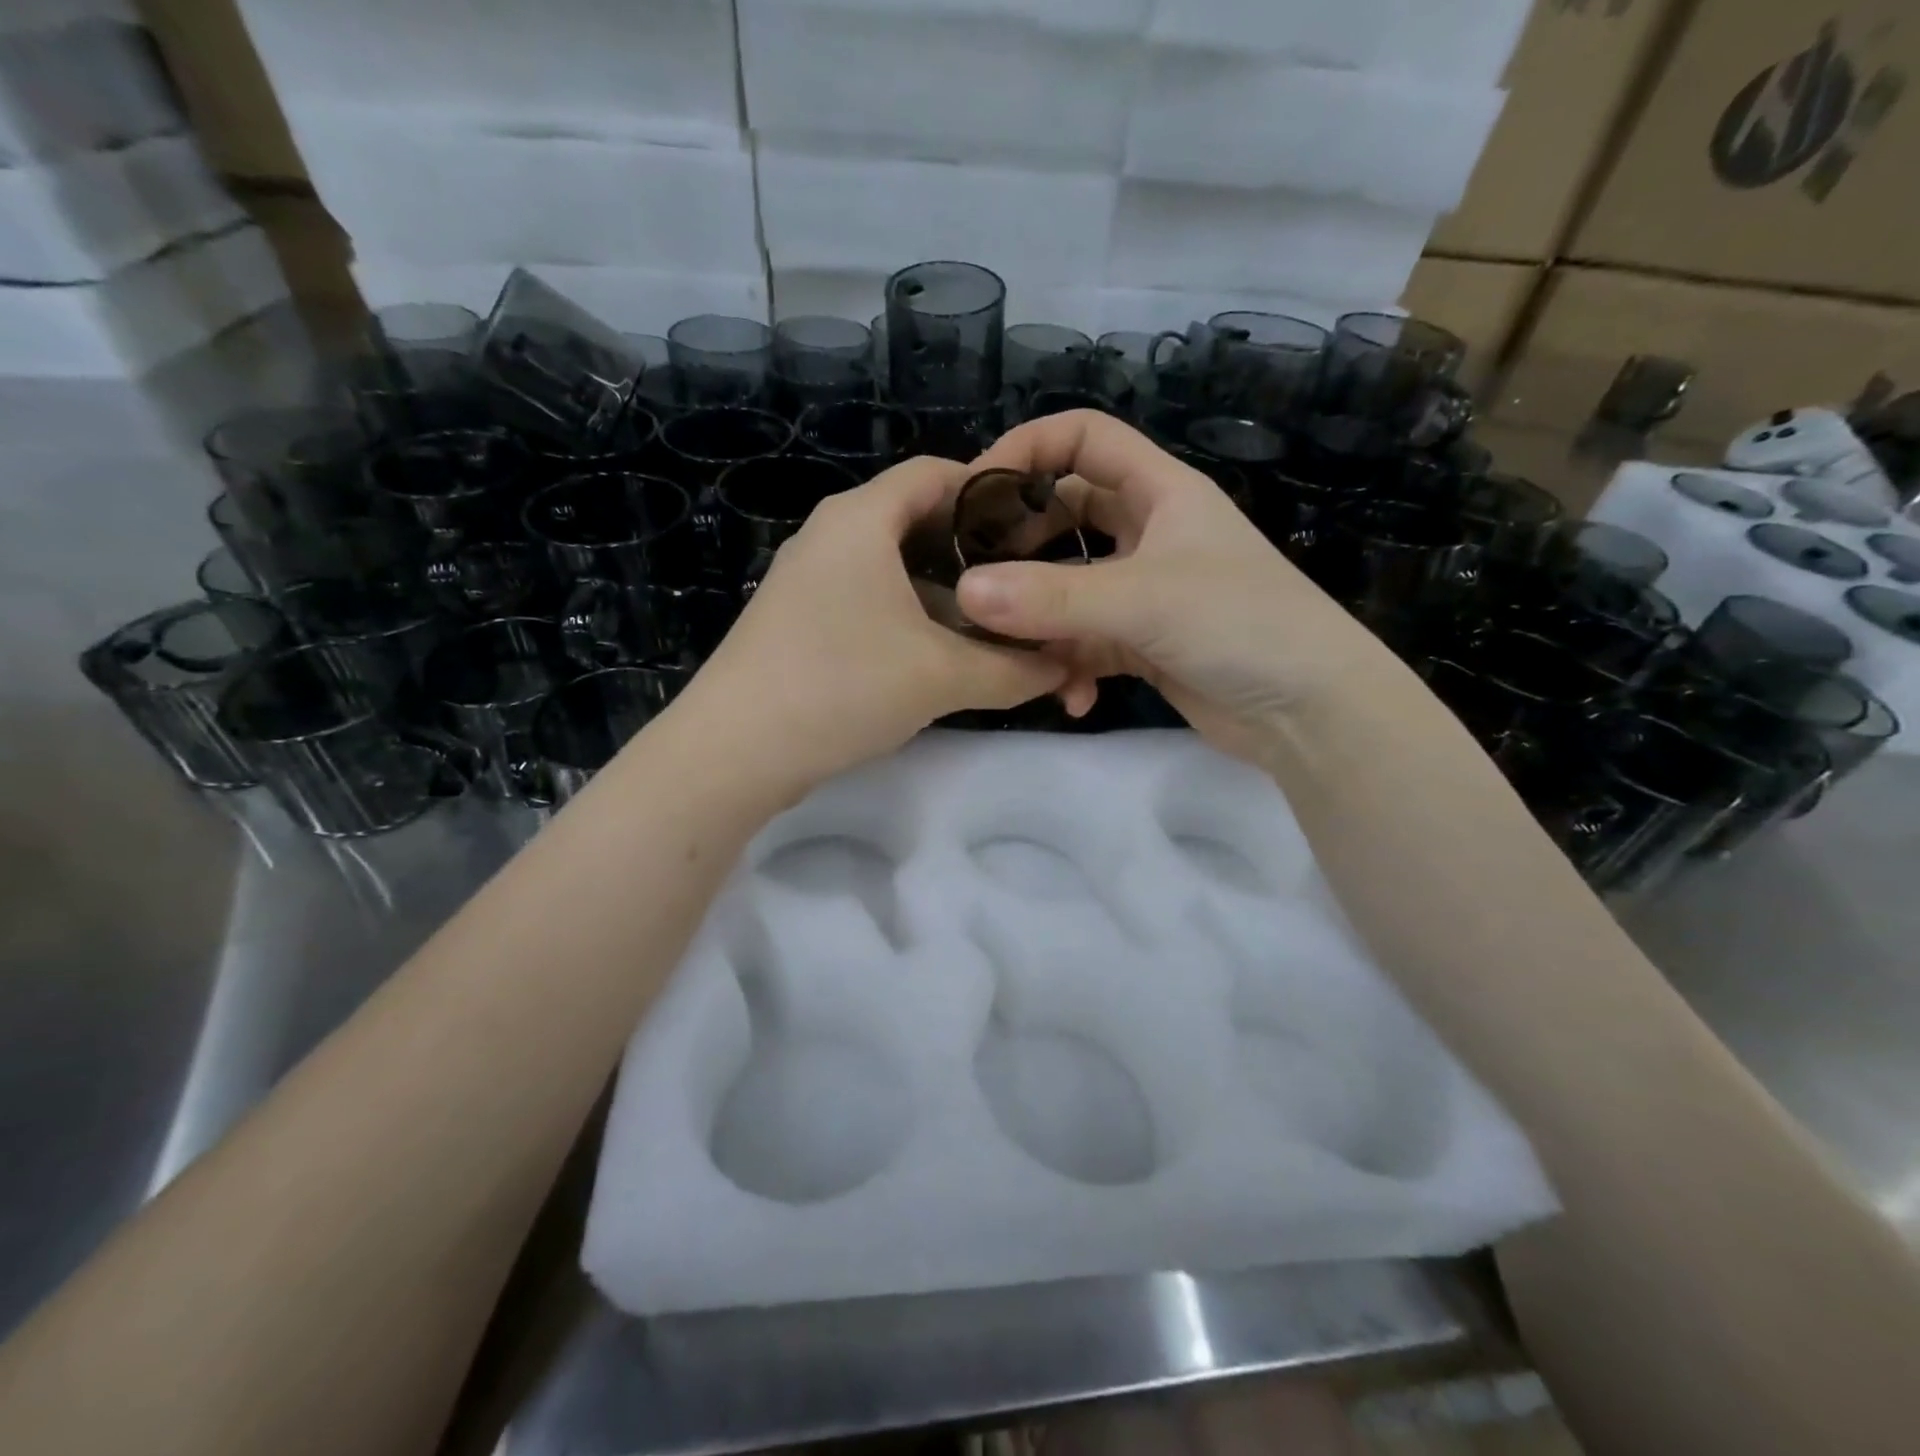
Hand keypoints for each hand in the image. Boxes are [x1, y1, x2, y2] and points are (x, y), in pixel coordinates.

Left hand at [669, 456, 1068, 793]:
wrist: (733, 753)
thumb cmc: (842, 687)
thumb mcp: (941, 677)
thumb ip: (1014, 669)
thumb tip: (1066, 667)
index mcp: (862, 518)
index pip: (938, 474)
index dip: (993, 495)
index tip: (1039, 533)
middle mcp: (831, 535)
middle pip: (918, 522)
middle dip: (975, 555)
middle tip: (1025, 589)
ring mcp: (809, 579)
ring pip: (894, 569)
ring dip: (945, 596)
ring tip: (993, 630)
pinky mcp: (799, 620)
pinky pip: (869, 601)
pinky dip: (910, 618)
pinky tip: (939, 657)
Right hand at [955, 411, 1391, 764]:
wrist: (1310, 712)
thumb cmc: (1241, 624)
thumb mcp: (1144, 600)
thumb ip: (1053, 597)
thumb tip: (966, 591)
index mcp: (1161, 491)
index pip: (1085, 438)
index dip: (1028, 449)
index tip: (975, 490)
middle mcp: (1149, 533)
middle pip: (1066, 515)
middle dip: (1022, 542)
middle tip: (974, 572)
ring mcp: (1145, 592)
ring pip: (1069, 589)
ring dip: (1040, 620)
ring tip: (1009, 650)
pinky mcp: (1143, 645)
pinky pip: (1086, 644)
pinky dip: (1071, 667)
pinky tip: (1072, 697)